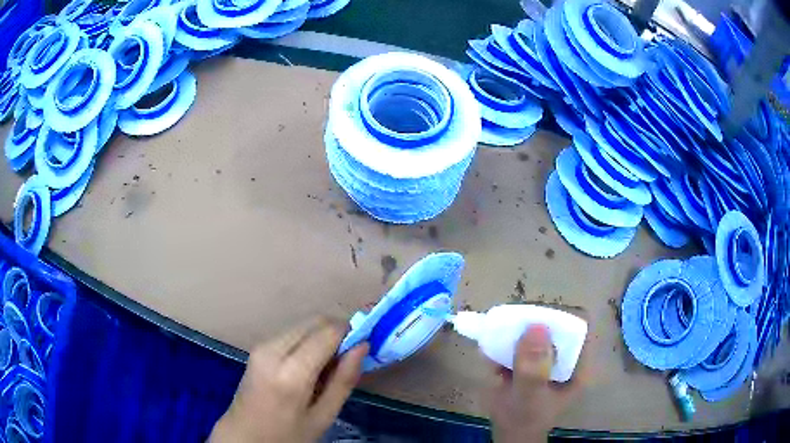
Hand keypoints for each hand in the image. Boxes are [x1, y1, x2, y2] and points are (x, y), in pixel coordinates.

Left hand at [210, 318, 368, 442]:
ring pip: (303, 324)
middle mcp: (272, 350)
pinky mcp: (258, 347)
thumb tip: (362, 346)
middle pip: (315, 321)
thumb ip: (344, 380)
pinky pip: (291, 333)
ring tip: (329, 364)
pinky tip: (311, 364)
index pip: (327, 332)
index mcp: (290, 372)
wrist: (245, 435)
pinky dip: (308, 340)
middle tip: (350, 356)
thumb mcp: (323, 416)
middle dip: (337, 331)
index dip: (351, 332)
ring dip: (322, 335)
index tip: (365, 343)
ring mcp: (261, 345)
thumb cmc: (287, 434)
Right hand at [489, 325, 584, 442]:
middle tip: (509, 323)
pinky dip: (506, 342)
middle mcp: (567, 356)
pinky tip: (491, 351)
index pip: (578, 327)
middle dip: (532, 322)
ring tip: (496, 333)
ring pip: (537, 333)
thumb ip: (532, 369)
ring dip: (516, 331)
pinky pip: (520, 343)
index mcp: (579, 364)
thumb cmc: (525, 419)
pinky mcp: (532, 361)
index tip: (533, 316)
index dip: (559, 317)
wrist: (508, 433)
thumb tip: (536, 327)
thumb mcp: (530, 396)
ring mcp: (549, 358)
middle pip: (556, 326)